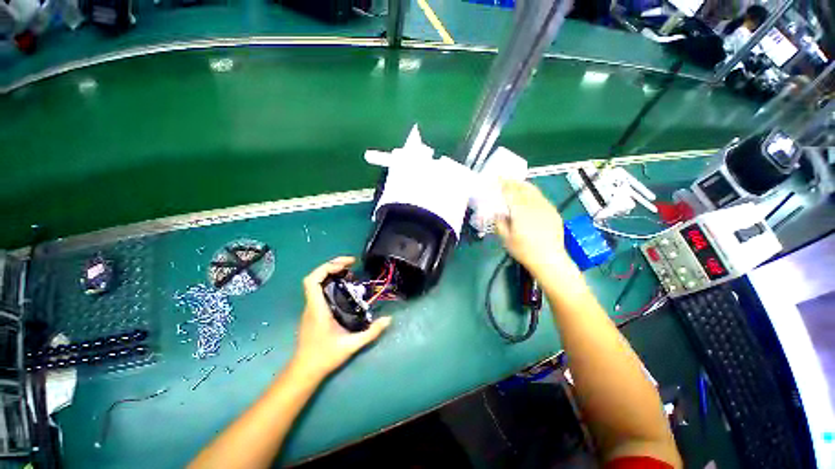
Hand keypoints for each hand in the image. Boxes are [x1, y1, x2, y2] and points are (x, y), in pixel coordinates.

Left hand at [291, 257, 391, 380]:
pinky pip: (320, 290)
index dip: (327, 267)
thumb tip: (389, 319)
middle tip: (352, 263)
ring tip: (351, 273)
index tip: (346, 265)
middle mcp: (311, 305)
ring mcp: (311, 308)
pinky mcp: (313, 312)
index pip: (312, 281)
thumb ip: (371, 332)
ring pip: (317, 283)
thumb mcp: (351, 346)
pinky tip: (345, 287)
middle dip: (333, 265)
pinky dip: (331, 283)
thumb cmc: (324, 357)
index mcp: (317, 309)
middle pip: (315, 277)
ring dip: (332, 273)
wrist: (304, 371)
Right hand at [496, 180, 569, 275]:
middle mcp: (534, 205)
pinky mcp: (553, 212)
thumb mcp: (506, 239)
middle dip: (513, 182)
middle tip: (505, 180)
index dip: (503, 184)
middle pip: (523, 188)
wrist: (550, 260)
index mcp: (520, 211)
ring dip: (523, 186)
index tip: (497, 179)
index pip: (510, 192)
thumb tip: (497, 213)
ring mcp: (546, 208)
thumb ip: (500, 223)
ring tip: (516, 185)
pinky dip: (532, 193)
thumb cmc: (524, 251)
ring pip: (533, 191)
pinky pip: (541, 198)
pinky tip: (529, 198)